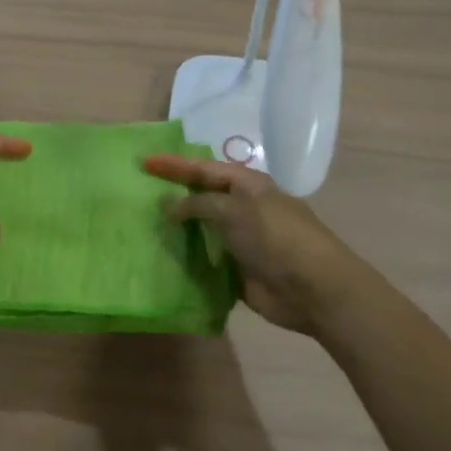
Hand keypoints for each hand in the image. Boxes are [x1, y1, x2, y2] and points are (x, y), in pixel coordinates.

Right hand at [144, 154, 363, 334]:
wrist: (312, 288)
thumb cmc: (275, 237)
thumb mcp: (234, 209)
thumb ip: (198, 204)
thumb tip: (168, 205)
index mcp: (248, 185)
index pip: (203, 168)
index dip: (174, 164)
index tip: (144, 162)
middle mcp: (243, 208)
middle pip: (201, 197)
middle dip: (173, 194)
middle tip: (138, 193)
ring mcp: (240, 241)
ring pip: (201, 229)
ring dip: (177, 229)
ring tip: (142, 226)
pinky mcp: (237, 270)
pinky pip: (205, 260)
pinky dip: (186, 259)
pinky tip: (161, 258)